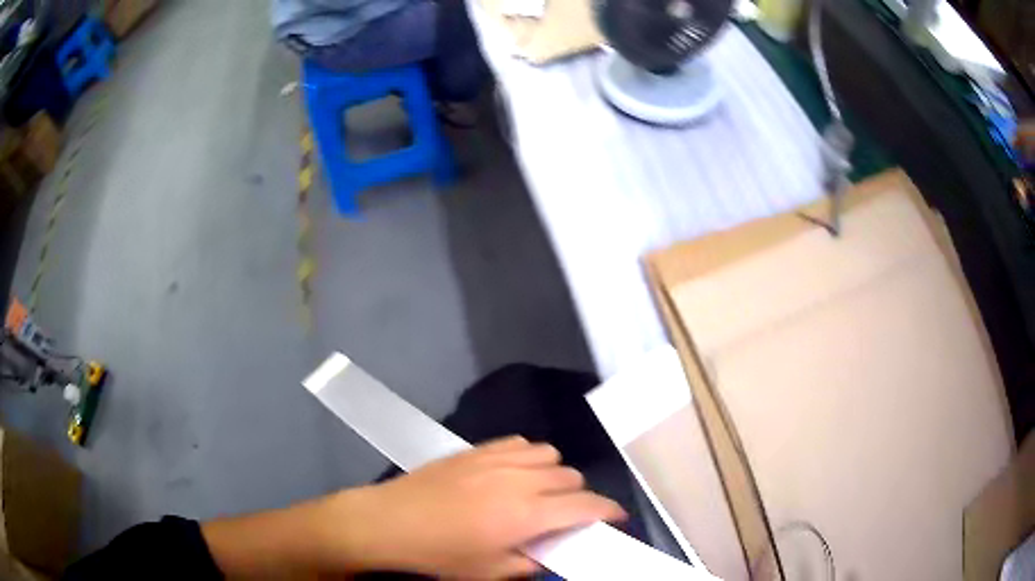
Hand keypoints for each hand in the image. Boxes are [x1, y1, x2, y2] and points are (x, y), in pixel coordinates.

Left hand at [329, 436, 626, 578]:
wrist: (390, 521)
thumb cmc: (441, 554)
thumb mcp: (491, 571)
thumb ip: (532, 562)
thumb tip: (553, 551)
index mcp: (528, 514)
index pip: (586, 505)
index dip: (609, 511)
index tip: (615, 519)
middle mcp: (520, 479)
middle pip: (572, 476)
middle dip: (578, 497)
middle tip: (564, 516)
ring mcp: (497, 459)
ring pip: (550, 454)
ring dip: (555, 474)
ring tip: (539, 493)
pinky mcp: (477, 448)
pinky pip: (521, 442)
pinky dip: (530, 457)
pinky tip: (514, 473)